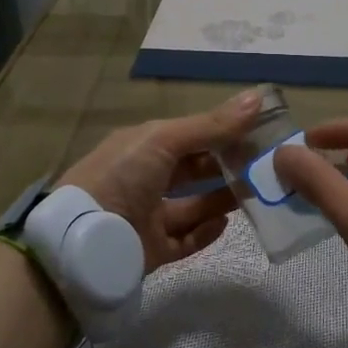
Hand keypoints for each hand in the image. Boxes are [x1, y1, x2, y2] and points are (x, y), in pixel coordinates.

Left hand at [56, 90, 257, 271]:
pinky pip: (185, 240)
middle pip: (193, 170)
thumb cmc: (121, 176)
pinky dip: (206, 232)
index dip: (222, 132)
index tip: (260, 131)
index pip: (190, 135)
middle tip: (264, 166)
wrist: (83, 240)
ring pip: (193, 206)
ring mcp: (148, 216)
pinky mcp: (152, 250)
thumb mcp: (164, 139)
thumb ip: (211, 125)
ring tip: (255, 193)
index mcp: (142, 147)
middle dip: (226, 166)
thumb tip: (258, 97)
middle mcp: (145, 179)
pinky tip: (227, 222)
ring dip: (222, 199)